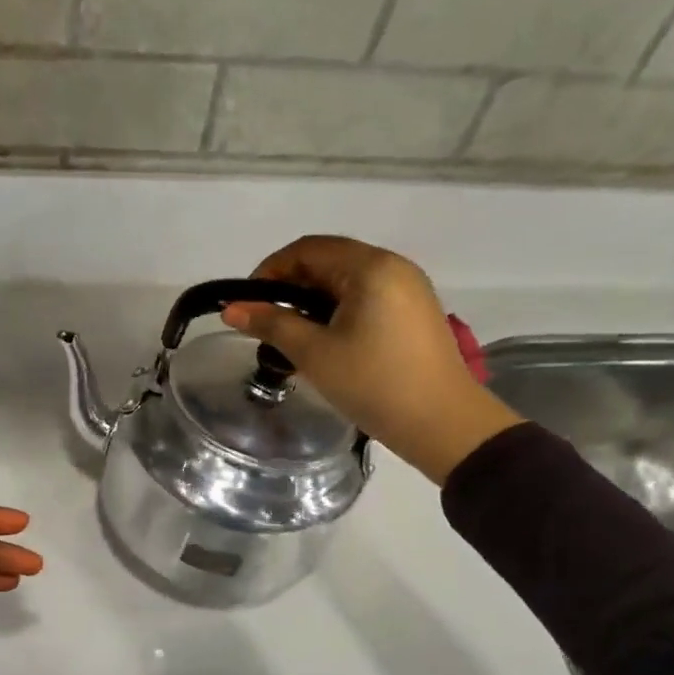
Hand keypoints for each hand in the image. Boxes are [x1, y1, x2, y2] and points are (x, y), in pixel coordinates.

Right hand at [221, 235, 523, 483]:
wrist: (443, 424)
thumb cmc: (374, 384)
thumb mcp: (315, 354)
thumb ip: (271, 325)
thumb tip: (230, 308)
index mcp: (370, 267)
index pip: (307, 250)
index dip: (270, 271)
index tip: (248, 304)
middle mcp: (392, 266)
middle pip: (328, 261)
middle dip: (290, 288)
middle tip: (266, 324)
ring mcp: (408, 288)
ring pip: (346, 282)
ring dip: (312, 302)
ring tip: (291, 338)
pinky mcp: (414, 311)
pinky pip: (366, 298)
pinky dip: (337, 312)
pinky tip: (324, 343)